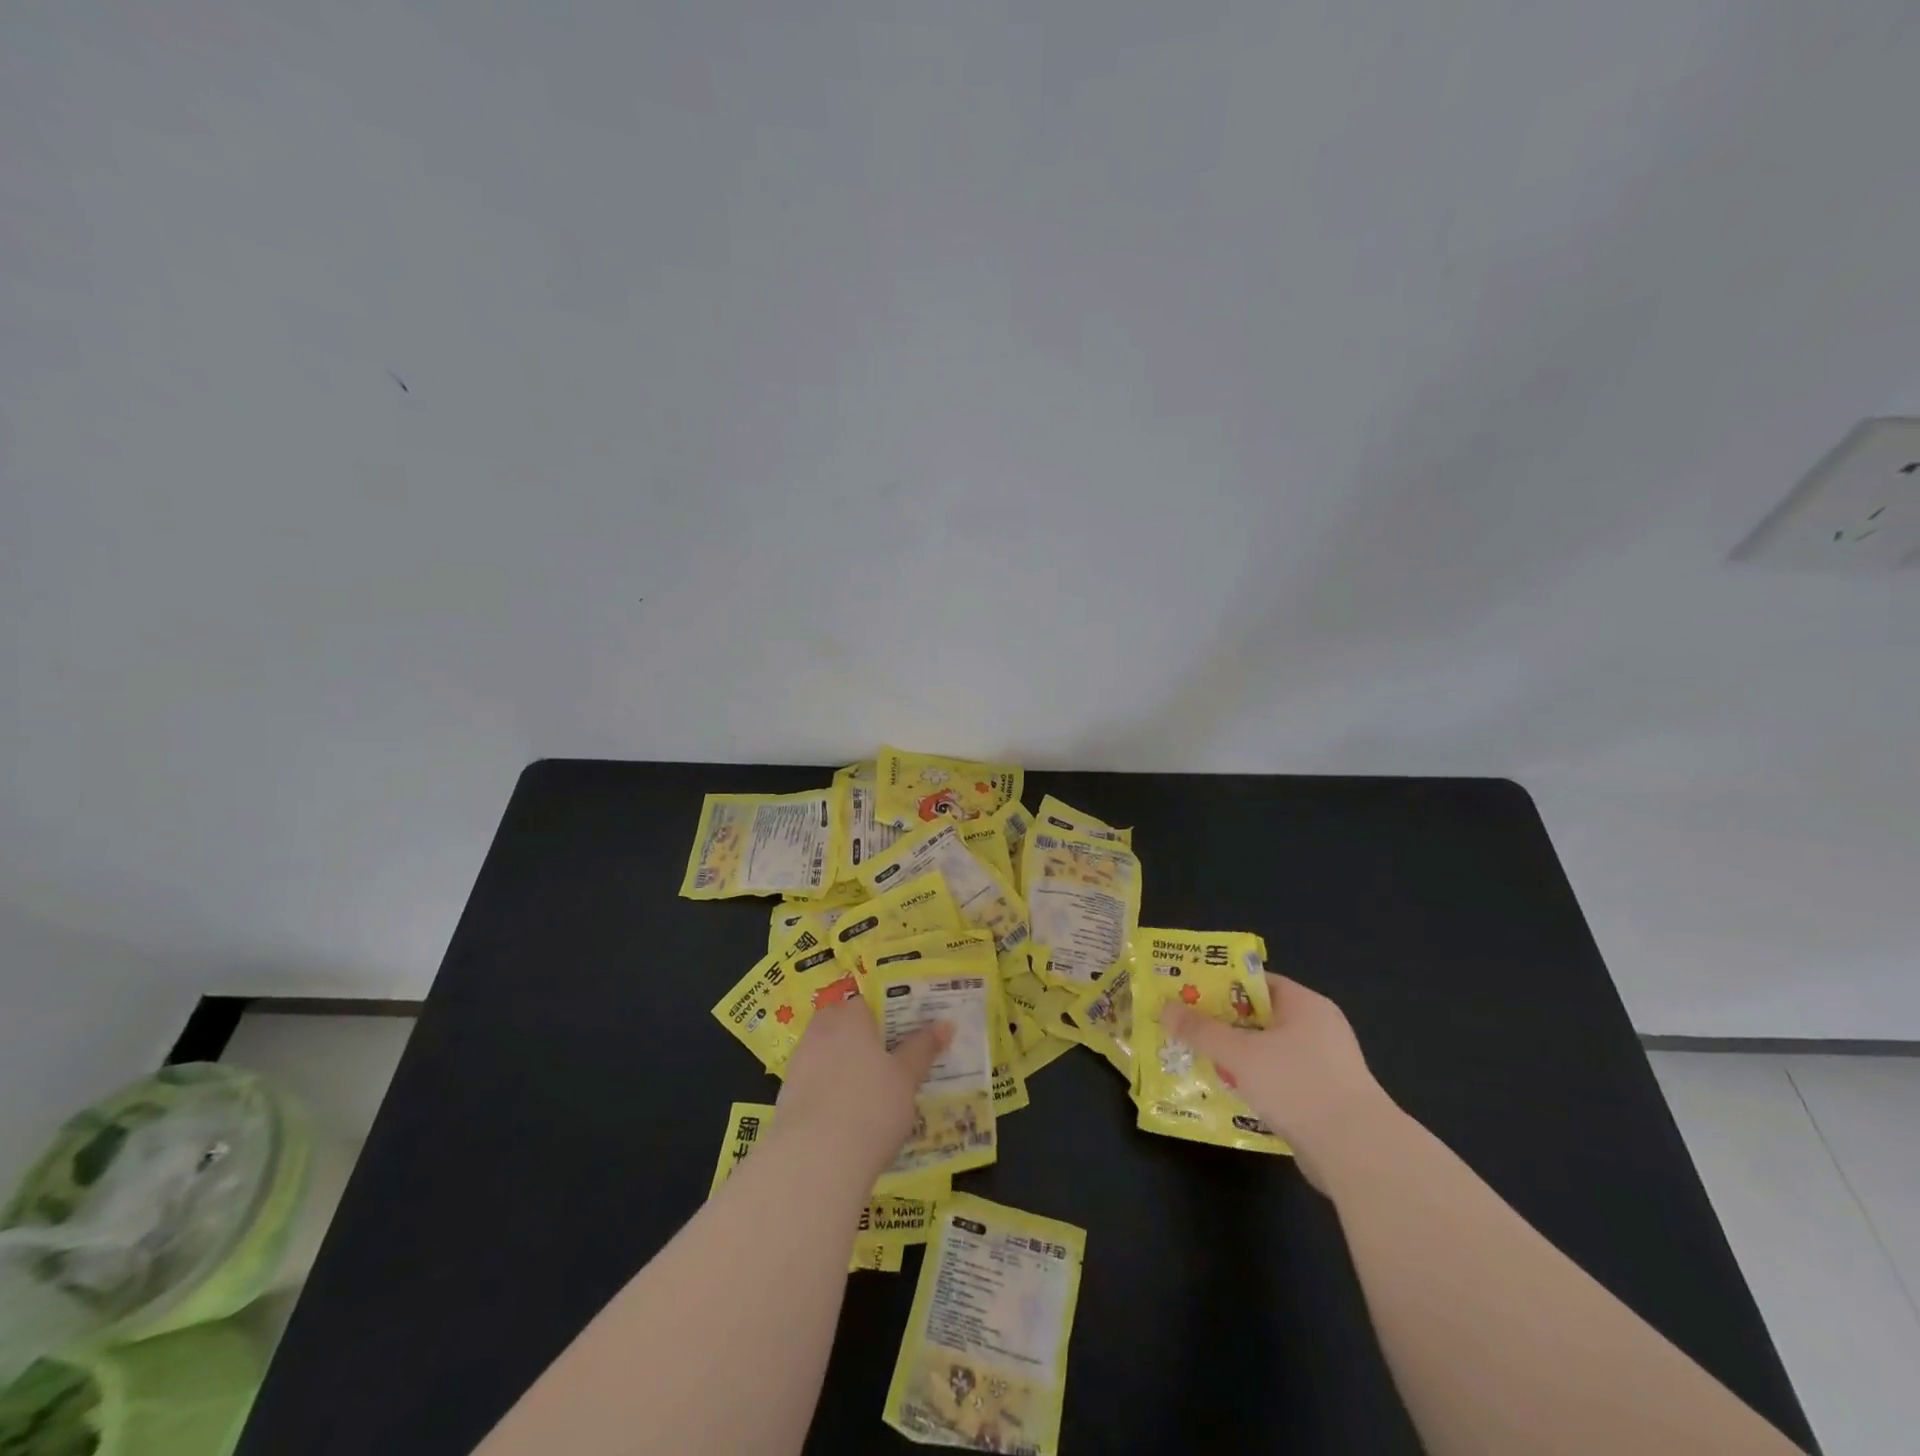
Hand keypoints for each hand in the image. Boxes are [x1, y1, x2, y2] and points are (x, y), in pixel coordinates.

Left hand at [775, 999, 951, 1177]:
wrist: (815, 1159)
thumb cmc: (871, 1106)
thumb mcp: (907, 1078)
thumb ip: (923, 1048)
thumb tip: (945, 1024)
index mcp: (851, 1017)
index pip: (866, 1003)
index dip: (883, 1018)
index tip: (900, 1037)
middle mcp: (821, 1031)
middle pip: (841, 1025)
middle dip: (859, 1039)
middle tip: (886, 1062)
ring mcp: (799, 1063)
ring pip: (825, 1053)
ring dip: (842, 1065)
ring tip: (867, 1092)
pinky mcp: (786, 1096)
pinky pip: (814, 1082)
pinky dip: (827, 1091)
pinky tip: (845, 1115)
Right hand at [1160, 973, 1389, 1190]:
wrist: (1358, 1154)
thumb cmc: (1298, 1085)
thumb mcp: (1240, 1054)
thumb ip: (1201, 1030)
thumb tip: (1165, 1009)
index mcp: (1305, 1005)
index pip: (1256, 982)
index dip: (1220, 985)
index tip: (1188, 994)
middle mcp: (1318, 1028)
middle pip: (1259, 1017)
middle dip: (1222, 1024)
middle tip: (1186, 1028)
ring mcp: (1325, 1066)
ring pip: (1268, 1052)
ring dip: (1237, 1058)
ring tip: (1199, 1060)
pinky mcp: (1325, 1100)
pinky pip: (1281, 1081)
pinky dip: (1256, 1084)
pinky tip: (1229, 1093)